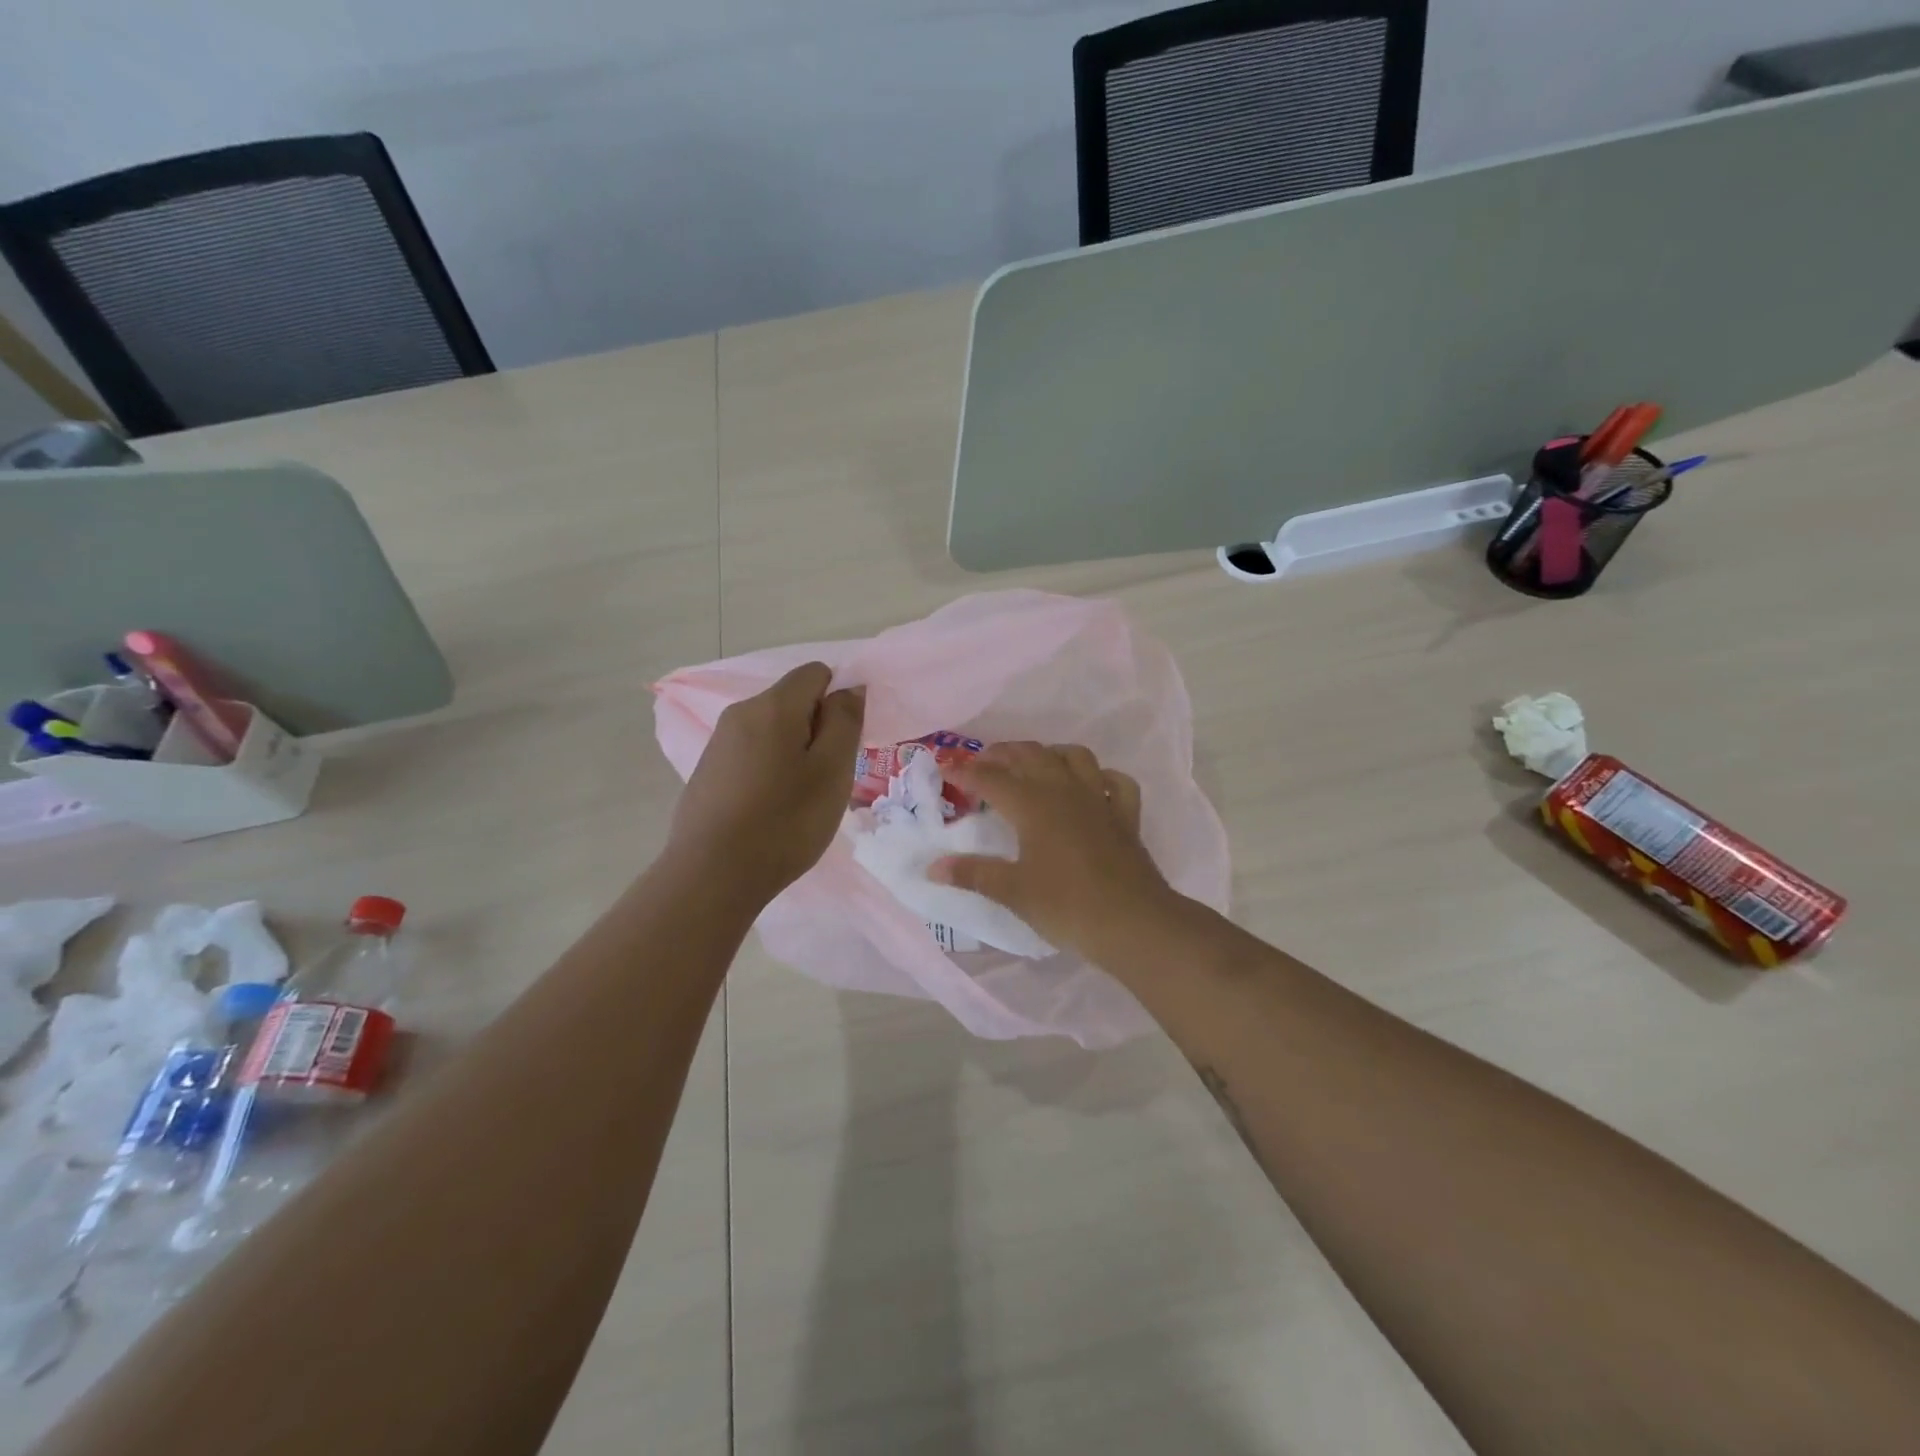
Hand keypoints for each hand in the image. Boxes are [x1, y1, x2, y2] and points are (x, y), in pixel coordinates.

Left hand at [668, 663, 864, 905]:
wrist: (712, 876)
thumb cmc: (785, 821)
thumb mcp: (832, 771)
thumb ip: (845, 721)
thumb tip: (850, 687)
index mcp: (773, 706)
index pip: (816, 673)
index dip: (838, 700)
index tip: (843, 745)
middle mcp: (740, 713)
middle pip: (792, 701)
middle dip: (817, 729)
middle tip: (826, 778)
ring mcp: (718, 743)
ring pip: (771, 730)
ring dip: (794, 753)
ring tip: (799, 799)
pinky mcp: (707, 772)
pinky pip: (751, 754)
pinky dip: (769, 771)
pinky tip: (770, 810)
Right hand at [930, 742, 1175, 958]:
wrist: (1132, 921)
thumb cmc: (1066, 906)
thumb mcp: (1013, 892)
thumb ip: (973, 874)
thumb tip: (933, 867)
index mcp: (1033, 805)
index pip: (991, 779)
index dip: (965, 771)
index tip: (944, 768)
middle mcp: (1065, 791)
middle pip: (1031, 755)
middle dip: (1003, 753)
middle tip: (983, 763)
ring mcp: (1099, 799)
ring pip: (1074, 757)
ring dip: (1050, 753)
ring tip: (1034, 764)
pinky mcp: (1125, 816)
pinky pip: (1115, 782)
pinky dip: (1101, 777)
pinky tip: (1092, 786)